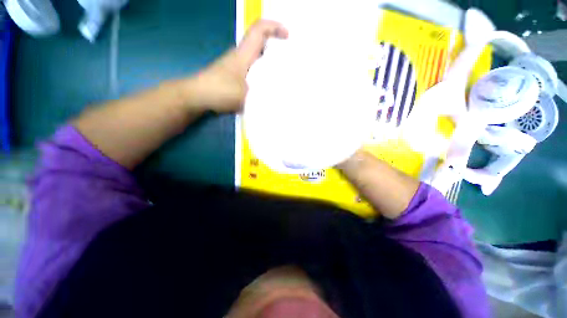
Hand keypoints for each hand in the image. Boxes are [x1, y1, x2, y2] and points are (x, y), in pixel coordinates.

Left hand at [186, 20, 287, 112]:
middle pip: (260, 44)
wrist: (197, 96)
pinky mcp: (234, 77)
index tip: (287, 35)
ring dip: (269, 64)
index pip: (258, 30)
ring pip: (256, 59)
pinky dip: (261, 75)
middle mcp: (240, 56)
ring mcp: (236, 67)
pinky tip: (266, 87)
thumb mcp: (245, 95)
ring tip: (281, 76)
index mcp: (244, 54)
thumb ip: (261, 95)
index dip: (274, 27)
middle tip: (288, 60)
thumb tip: (276, 96)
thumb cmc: (220, 90)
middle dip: (275, 47)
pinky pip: (252, 71)